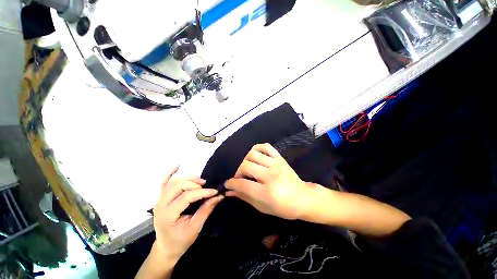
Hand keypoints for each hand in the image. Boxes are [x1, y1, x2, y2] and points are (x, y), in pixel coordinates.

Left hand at [153, 166, 223, 261]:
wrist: (167, 247)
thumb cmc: (181, 241)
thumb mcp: (195, 228)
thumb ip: (206, 210)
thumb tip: (219, 196)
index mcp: (167, 215)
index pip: (186, 197)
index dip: (202, 192)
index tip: (214, 192)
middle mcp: (160, 205)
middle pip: (178, 185)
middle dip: (194, 184)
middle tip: (206, 188)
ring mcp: (159, 200)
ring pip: (173, 182)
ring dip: (188, 179)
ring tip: (200, 182)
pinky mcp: (161, 198)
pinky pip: (164, 182)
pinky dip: (170, 173)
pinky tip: (176, 165)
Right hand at [225, 144, 317, 219]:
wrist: (303, 198)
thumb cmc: (283, 207)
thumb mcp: (262, 207)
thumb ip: (245, 197)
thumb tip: (229, 191)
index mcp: (267, 192)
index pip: (242, 184)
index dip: (231, 183)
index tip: (228, 184)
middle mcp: (270, 175)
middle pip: (246, 166)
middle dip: (238, 172)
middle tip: (240, 178)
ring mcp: (276, 164)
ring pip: (253, 154)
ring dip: (246, 161)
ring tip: (248, 168)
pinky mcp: (280, 158)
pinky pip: (265, 147)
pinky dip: (257, 149)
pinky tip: (255, 156)